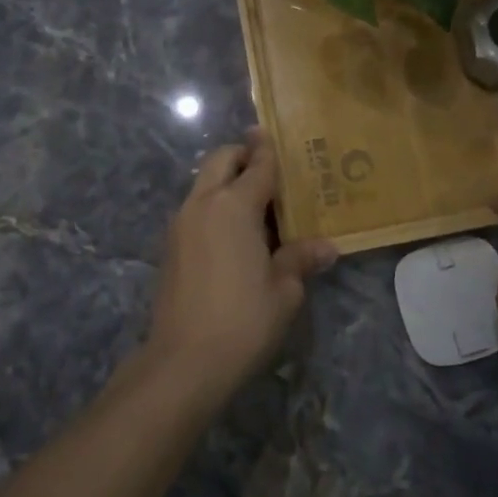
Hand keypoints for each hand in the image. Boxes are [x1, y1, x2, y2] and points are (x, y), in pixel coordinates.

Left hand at [144, 130, 338, 402]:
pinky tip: (235, 234)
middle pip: (221, 160)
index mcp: (234, 206)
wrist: (183, 362)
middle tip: (268, 168)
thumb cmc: (243, 320)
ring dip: (226, 180)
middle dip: (243, 155)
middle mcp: (203, 204)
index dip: (270, 149)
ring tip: (256, 205)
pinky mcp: (170, 246)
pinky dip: (214, 205)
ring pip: (204, 183)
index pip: (258, 165)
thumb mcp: (284, 291)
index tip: (276, 134)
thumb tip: (327, 247)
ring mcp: (181, 224)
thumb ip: (300, 259)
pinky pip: (196, 208)